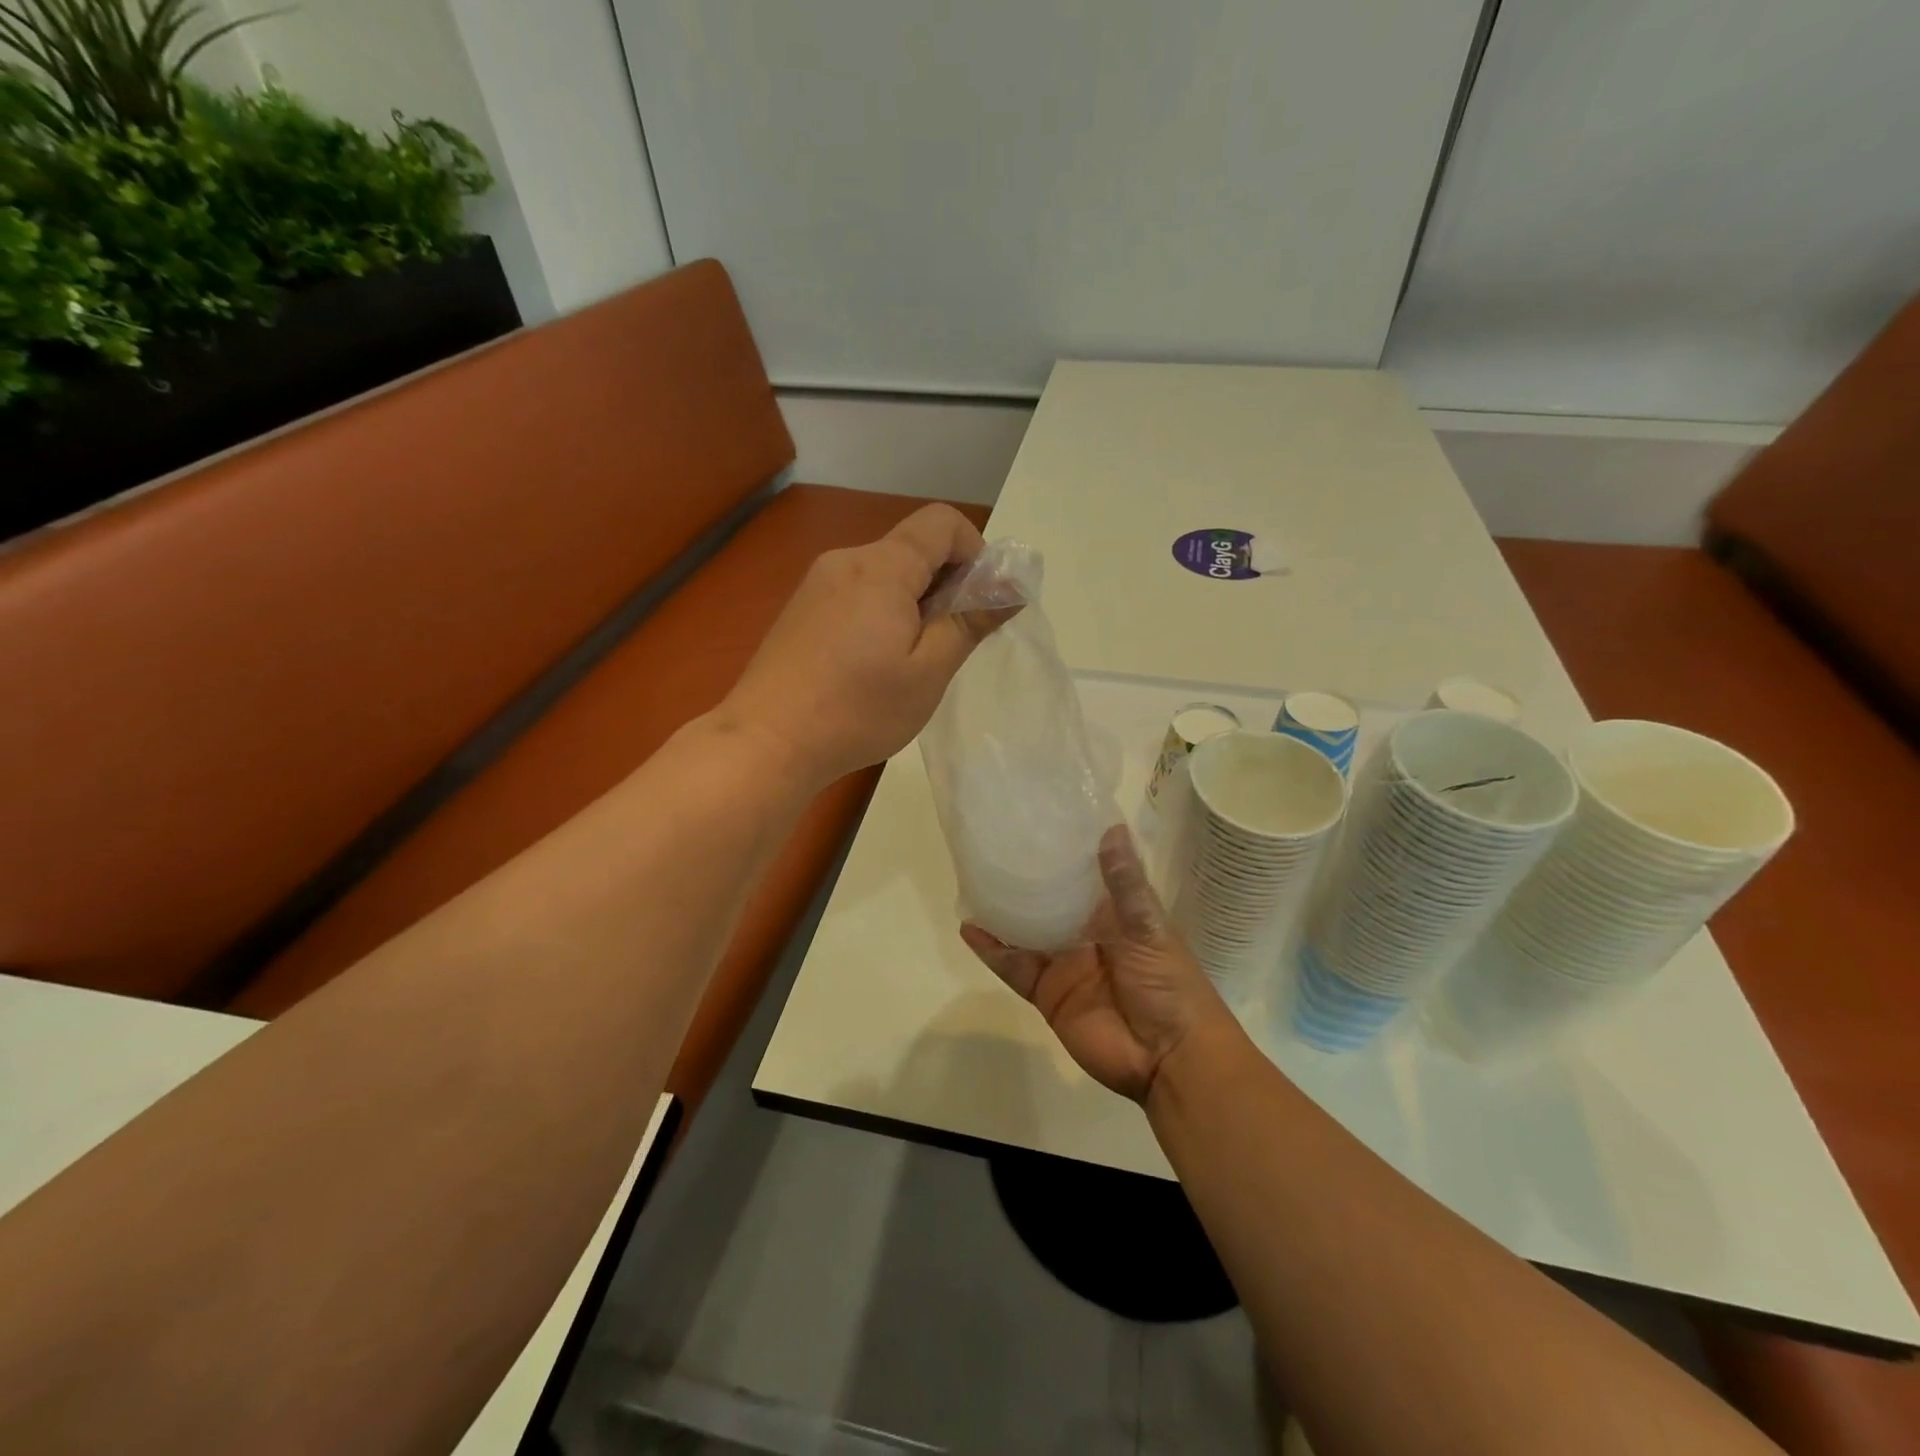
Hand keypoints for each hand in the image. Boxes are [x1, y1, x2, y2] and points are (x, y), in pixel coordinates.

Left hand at [720, 504, 996, 787]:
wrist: (766, 743)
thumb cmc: (858, 710)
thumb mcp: (929, 672)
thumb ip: (970, 622)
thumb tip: (1011, 586)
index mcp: (882, 567)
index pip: (942, 523)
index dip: (975, 552)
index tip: (979, 603)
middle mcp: (846, 561)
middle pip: (912, 548)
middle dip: (946, 584)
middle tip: (950, 644)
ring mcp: (816, 585)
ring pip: (884, 574)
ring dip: (914, 603)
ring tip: (911, 663)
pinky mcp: (800, 611)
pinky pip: (856, 594)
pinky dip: (882, 614)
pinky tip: (873, 666)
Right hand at [962, 825, 1232, 1102]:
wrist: (1168, 1060)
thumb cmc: (1169, 985)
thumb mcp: (1150, 929)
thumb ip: (1125, 885)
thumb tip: (1111, 828)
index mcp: (1114, 912)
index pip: (1084, 873)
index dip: (1064, 850)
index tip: (1038, 819)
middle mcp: (1084, 932)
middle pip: (1048, 900)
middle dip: (1025, 878)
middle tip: (992, 844)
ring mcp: (1063, 962)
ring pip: (1024, 930)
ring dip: (1001, 910)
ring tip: (970, 879)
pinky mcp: (1046, 991)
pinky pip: (1014, 967)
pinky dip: (991, 950)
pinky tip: (969, 928)